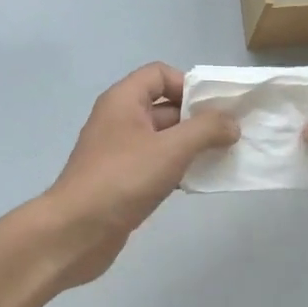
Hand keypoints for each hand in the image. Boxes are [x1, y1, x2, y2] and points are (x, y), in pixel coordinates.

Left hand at [39, 62, 239, 288]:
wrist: (75, 232)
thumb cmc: (122, 180)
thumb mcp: (170, 149)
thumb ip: (206, 130)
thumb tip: (231, 123)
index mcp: (123, 100)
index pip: (159, 74)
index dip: (188, 85)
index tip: (213, 110)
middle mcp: (119, 120)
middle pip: (164, 106)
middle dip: (197, 119)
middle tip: (230, 135)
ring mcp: (119, 152)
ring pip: (162, 138)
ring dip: (191, 146)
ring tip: (221, 158)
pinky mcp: (122, 180)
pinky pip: (156, 164)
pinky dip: (177, 168)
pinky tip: (198, 182)